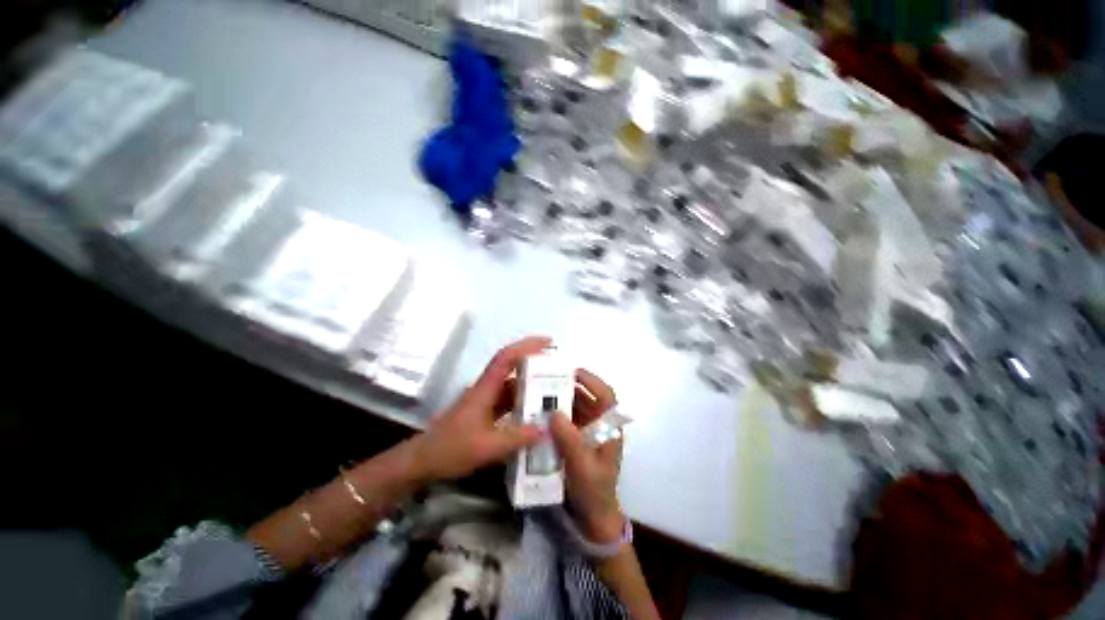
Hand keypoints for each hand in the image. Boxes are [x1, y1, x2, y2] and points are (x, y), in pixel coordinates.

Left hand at [412, 337, 548, 482]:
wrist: (422, 461)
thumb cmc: (451, 449)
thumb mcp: (487, 447)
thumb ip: (517, 438)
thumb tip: (546, 429)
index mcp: (485, 388)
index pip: (507, 357)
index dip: (527, 346)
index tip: (549, 342)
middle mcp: (486, 388)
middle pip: (511, 366)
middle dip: (534, 361)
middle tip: (558, 366)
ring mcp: (485, 400)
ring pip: (511, 384)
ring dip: (530, 383)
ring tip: (553, 387)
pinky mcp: (484, 412)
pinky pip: (508, 400)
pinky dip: (523, 400)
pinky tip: (535, 410)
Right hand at [550, 369, 623, 543]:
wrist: (593, 520)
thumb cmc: (594, 492)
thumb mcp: (582, 467)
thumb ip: (570, 440)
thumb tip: (555, 412)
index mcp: (609, 428)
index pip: (606, 395)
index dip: (591, 380)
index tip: (571, 372)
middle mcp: (600, 426)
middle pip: (588, 398)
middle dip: (570, 388)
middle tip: (547, 381)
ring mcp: (588, 434)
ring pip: (576, 409)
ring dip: (561, 401)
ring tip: (540, 394)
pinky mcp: (577, 442)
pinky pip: (568, 422)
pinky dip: (556, 416)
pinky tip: (541, 415)